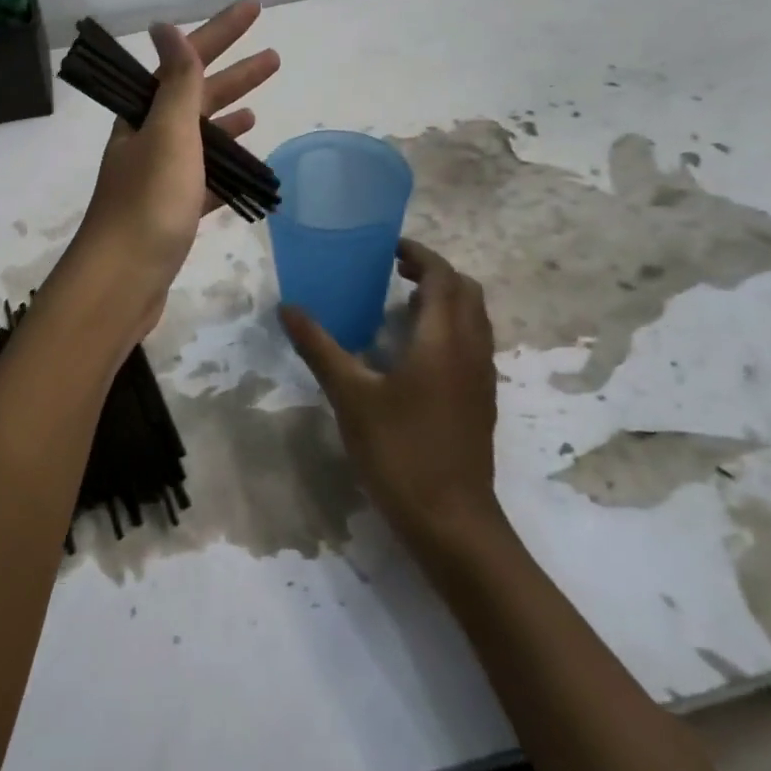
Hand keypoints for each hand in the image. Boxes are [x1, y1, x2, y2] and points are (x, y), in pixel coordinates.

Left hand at [67, 0, 279, 337]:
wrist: (122, 281)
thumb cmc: (149, 204)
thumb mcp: (168, 135)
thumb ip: (176, 83)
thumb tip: (166, 27)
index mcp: (145, 116)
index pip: (186, 62)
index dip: (220, 32)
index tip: (255, 7)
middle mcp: (148, 140)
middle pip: (196, 97)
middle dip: (233, 74)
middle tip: (273, 57)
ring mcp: (159, 177)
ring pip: (200, 138)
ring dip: (228, 119)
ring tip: (260, 106)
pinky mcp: (171, 212)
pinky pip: (203, 178)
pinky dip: (223, 167)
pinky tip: (244, 165)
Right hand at [281, 239, 504, 552]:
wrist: (452, 522)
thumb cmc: (400, 452)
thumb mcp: (351, 397)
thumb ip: (320, 348)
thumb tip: (289, 309)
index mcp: (444, 339)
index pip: (442, 276)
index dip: (419, 255)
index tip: (388, 249)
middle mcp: (471, 349)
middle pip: (465, 292)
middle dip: (434, 274)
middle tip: (394, 272)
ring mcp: (481, 377)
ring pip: (473, 319)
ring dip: (445, 301)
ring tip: (401, 306)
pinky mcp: (480, 401)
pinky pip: (472, 344)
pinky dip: (450, 328)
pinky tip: (413, 353)